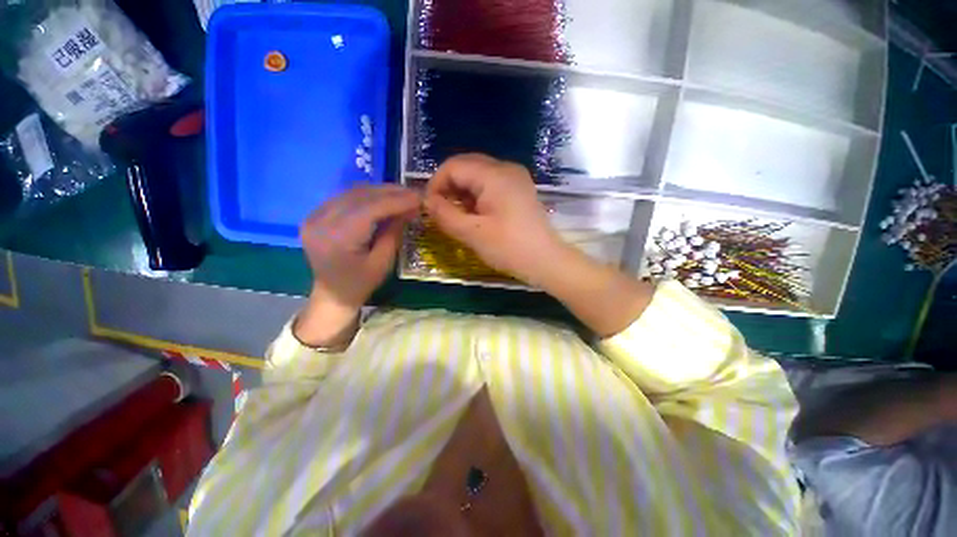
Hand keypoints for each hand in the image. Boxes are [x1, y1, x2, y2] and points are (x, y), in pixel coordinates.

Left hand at [296, 185, 419, 346]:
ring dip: (380, 191)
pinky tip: (383, 197)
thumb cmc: (361, 283)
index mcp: (337, 239)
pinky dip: (367, 195)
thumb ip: (394, 231)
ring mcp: (314, 216)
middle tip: (414, 193)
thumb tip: (411, 207)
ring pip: (352, 192)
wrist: (332, 294)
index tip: (419, 197)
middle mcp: (320, 221)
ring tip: (402, 193)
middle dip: (390, 192)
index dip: (397, 201)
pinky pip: (345, 197)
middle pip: (360, 196)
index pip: (370, 209)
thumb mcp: (383, 262)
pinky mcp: (315, 214)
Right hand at [423, 154, 564, 284]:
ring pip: (478, 175)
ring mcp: (515, 178)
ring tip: (456, 215)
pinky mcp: (519, 190)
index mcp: (495, 174)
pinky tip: (473, 214)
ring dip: (462, 192)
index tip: (429, 207)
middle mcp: (506, 168)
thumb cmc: (509, 248)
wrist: (546, 261)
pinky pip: (490, 184)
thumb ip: (445, 214)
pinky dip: (476, 196)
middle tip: (440, 211)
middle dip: (448, 187)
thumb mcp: (472, 233)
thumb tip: (426, 201)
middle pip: (466, 166)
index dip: (436, 183)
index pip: (454, 166)